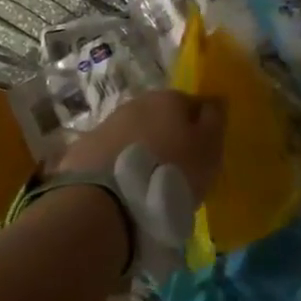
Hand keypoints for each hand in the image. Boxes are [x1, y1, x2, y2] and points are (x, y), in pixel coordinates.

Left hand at [55, 91, 226, 202]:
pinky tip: (122, 190)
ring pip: (133, 135)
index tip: (202, 155)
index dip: (199, 129)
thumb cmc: (170, 172)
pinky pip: (110, 155)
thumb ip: (214, 121)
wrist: (107, 201)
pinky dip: (117, 167)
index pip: (192, 105)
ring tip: (147, 185)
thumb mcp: (208, 149)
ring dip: (142, 152)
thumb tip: (215, 100)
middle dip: (168, 139)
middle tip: (176, 172)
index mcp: (168, 99)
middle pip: (160, 118)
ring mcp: (107, 124)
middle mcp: (136, 103)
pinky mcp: (84, 149)